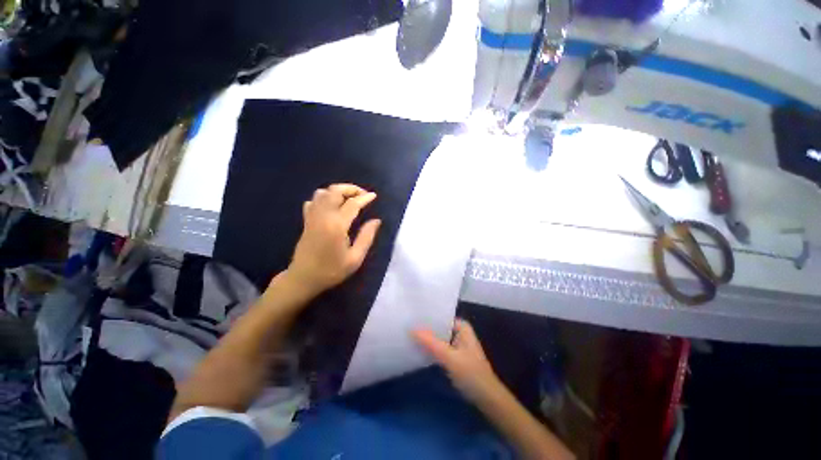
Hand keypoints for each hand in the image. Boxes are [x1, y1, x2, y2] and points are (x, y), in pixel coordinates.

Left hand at [284, 183, 380, 296]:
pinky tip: (332, 206)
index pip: (352, 204)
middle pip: (335, 191)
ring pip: (323, 192)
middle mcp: (323, 216)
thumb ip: (367, 237)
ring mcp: (312, 217)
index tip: (374, 196)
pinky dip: (324, 198)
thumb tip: (376, 220)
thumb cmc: (332, 270)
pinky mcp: (306, 220)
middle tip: (362, 195)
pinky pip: (313, 200)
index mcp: (337, 225)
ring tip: (349, 199)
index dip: (364, 198)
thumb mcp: (355, 258)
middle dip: (350, 188)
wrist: (304, 278)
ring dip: (337, 191)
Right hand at [413, 319, 500, 403]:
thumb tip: (411, 328)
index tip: (410, 316)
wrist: (487, 399)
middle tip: (405, 325)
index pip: (440, 316)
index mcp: (461, 326)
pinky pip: (438, 348)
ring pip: (437, 338)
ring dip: (426, 339)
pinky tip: (416, 348)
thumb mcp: (450, 357)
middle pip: (438, 327)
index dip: (426, 317)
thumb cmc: (471, 374)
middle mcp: (459, 332)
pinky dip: (429, 348)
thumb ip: (431, 343)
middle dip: (424, 328)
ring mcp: (456, 345)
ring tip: (407, 334)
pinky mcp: (453, 357)